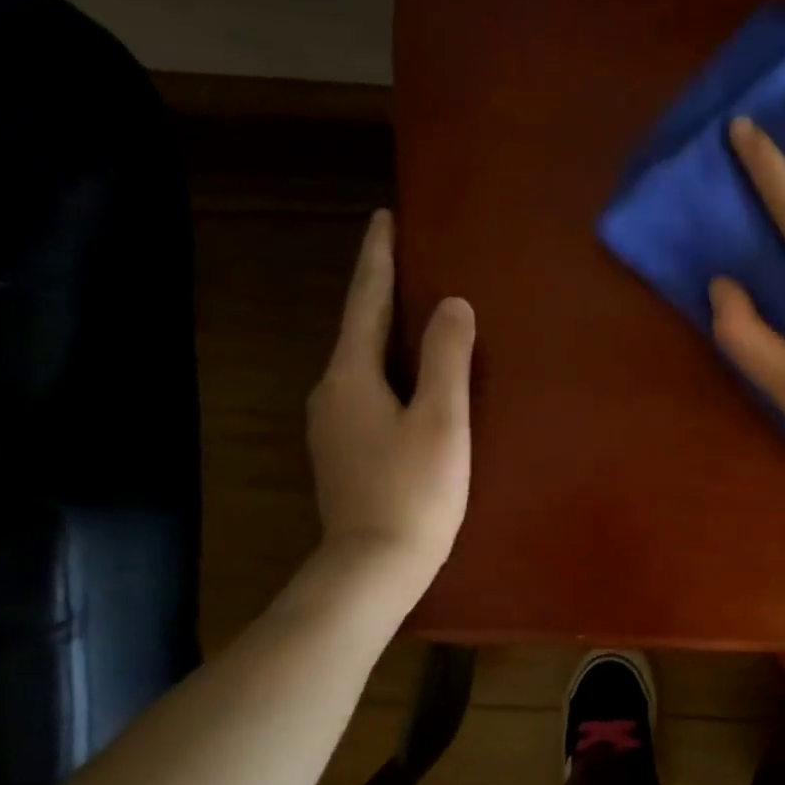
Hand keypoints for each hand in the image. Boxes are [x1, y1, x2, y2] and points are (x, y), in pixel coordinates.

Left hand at [307, 211, 474, 577]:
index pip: (366, 302)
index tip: (385, 217)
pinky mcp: (345, 453)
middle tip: (411, 262)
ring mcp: (333, 427)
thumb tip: (453, 304)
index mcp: (351, 377)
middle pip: (360, 329)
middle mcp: (331, 393)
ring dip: (387, 334)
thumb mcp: (442, 420)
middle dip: (382, 293)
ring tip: (417, 316)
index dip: (378, 259)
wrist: (374, 567)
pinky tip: (411, 380)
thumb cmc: (414, 491)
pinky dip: (390, 371)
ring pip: (363, 364)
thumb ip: (448, 358)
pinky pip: (368, 392)